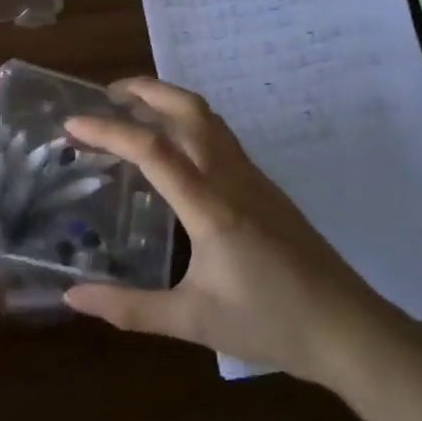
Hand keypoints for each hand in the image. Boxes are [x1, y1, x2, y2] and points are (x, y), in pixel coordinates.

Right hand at [62, 78, 399, 382]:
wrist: (350, 329)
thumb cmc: (271, 324)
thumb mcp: (193, 322)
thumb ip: (129, 309)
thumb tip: (72, 297)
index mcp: (212, 208)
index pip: (153, 151)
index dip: (109, 131)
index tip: (73, 123)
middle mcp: (232, 179)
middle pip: (190, 111)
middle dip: (147, 90)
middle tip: (108, 94)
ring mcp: (254, 178)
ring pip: (209, 119)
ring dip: (170, 102)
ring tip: (135, 110)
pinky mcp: (266, 188)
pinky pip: (221, 138)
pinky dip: (188, 124)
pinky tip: (174, 150)